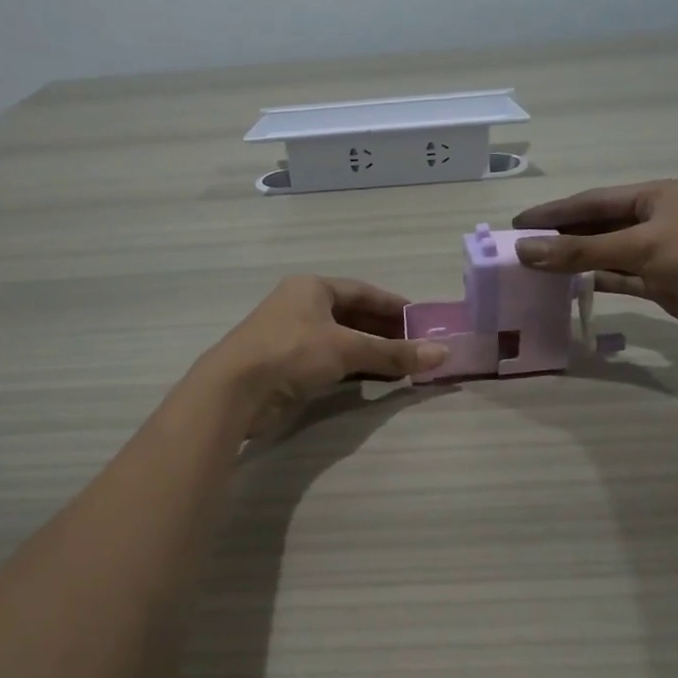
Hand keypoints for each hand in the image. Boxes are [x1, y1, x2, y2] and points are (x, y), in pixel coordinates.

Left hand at [193, 276, 447, 437]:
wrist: (235, 389)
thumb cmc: (292, 352)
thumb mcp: (347, 348)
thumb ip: (393, 352)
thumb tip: (442, 353)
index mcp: (312, 288)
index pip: (363, 291)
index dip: (394, 305)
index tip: (422, 319)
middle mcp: (302, 306)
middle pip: (353, 315)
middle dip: (386, 331)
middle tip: (418, 345)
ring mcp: (292, 336)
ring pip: (342, 340)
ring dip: (372, 352)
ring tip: (405, 364)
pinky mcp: (287, 365)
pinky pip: (330, 361)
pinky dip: (354, 368)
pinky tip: (376, 379)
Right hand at [512, 180, 677, 341]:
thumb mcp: (642, 247)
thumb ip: (582, 251)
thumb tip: (526, 251)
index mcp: (652, 197)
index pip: (591, 202)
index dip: (553, 212)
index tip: (517, 224)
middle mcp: (653, 220)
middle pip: (596, 227)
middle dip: (560, 236)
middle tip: (519, 250)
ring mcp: (659, 253)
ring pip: (606, 254)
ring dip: (575, 261)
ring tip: (535, 269)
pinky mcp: (664, 282)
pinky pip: (621, 278)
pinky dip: (596, 282)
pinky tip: (568, 288)